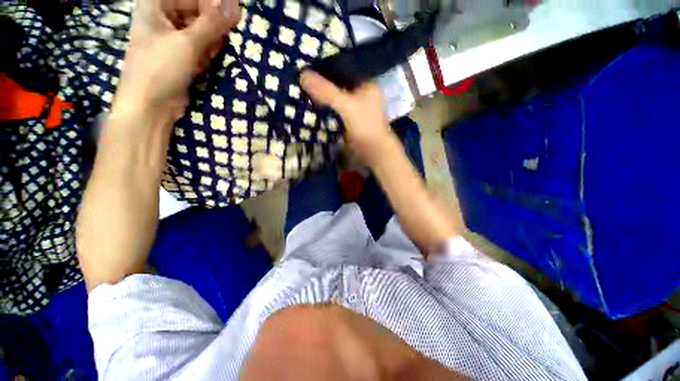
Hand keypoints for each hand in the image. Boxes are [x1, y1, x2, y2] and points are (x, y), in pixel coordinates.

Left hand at [113, 0, 240, 117]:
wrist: (152, 105)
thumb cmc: (160, 68)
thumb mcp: (187, 42)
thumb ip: (212, 23)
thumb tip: (235, 6)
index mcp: (156, 6)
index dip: (212, 2)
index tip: (234, 10)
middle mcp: (165, 19)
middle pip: (196, 10)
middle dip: (215, 20)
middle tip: (233, 27)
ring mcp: (174, 39)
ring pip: (202, 29)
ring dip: (215, 37)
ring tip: (218, 47)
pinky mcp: (183, 56)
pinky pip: (202, 46)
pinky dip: (210, 50)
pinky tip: (211, 57)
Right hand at [300, 70, 396, 166]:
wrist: (373, 153)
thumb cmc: (366, 127)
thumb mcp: (347, 106)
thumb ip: (327, 91)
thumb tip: (302, 75)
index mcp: (364, 83)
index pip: (343, 67)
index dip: (326, 64)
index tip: (306, 61)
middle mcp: (359, 93)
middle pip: (337, 83)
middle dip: (320, 81)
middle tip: (299, 75)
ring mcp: (353, 107)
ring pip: (333, 97)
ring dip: (320, 96)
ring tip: (300, 87)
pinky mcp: (346, 120)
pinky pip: (332, 110)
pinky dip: (323, 108)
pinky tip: (309, 104)